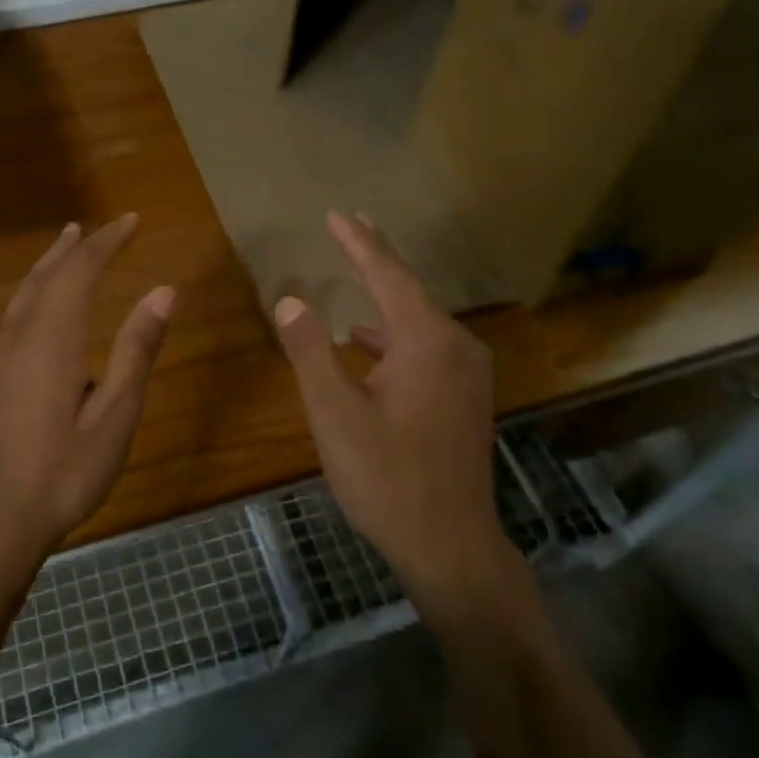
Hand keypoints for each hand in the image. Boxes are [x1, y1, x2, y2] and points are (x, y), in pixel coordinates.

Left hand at [0, 215, 174, 565]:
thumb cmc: (65, 471)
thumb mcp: (115, 415)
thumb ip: (136, 350)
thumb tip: (164, 291)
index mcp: (52, 339)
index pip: (80, 272)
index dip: (107, 243)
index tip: (132, 221)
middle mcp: (20, 336)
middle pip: (48, 275)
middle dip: (79, 247)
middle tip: (105, 226)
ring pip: (25, 292)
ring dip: (50, 263)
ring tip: (68, 243)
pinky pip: (14, 313)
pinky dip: (34, 290)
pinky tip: (39, 303)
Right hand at [273, 212, 526, 612]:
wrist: (449, 544)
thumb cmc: (386, 477)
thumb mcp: (334, 413)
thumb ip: (309, 351)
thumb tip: (290, 300)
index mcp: (427, 341)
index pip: (388, 275)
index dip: (359, 243)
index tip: (337, 213)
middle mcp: (457, 346)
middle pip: (410, 291)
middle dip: (378, 260)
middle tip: (353, 227)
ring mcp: (468, 375)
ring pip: (420, 322)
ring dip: (386, 300)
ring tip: (359, 277)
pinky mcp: (467, 399)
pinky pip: (428, 349)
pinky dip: (396, 338)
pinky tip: (369, 346)